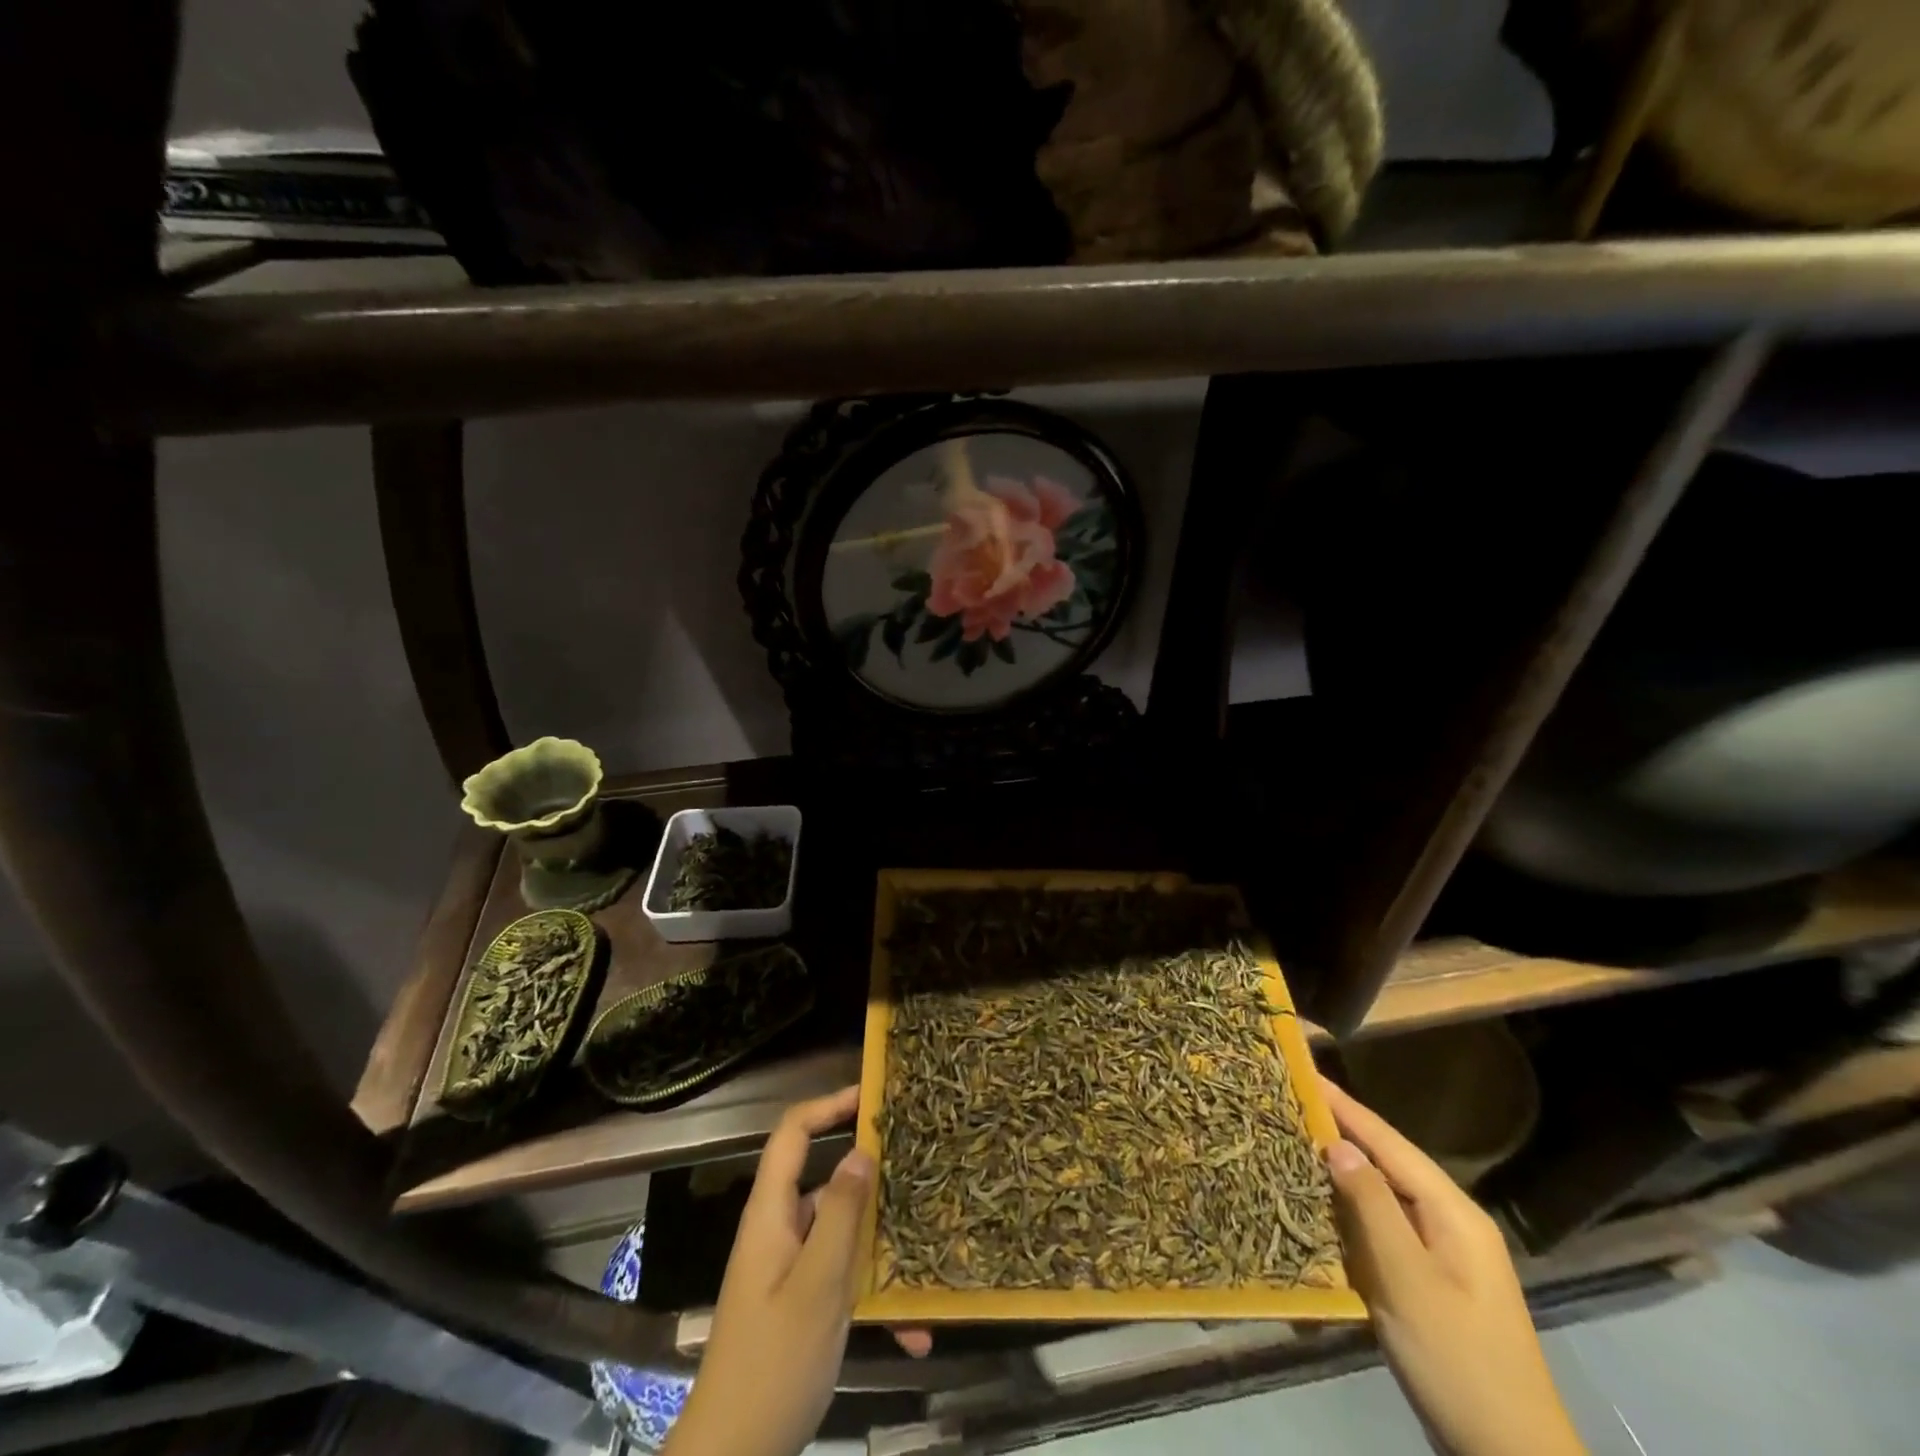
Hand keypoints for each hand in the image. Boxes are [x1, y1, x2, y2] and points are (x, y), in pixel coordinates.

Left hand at [664, 1088, 929, 1455]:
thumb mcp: (816, 1288)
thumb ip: (839, 1216)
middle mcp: (779, 1231)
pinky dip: (874, 1296)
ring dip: (881, 1246)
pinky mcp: (800, 1303)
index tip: (873, 1097)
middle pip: (825, 1179)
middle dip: (871, 1177)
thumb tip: (862, 1150)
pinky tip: (913, 1332)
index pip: (793, 1133)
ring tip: (928, 1252)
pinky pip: (843, 1279)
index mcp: (771, 1215)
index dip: (828, 1105)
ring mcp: (789, 1269)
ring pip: (841, 1233)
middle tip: (919, 1169)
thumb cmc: (772, 1366)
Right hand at [1322, 1077, 1584, 1455]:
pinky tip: (1320, 1203)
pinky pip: (1384, 1228)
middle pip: (1387, 1162)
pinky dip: (1350, 1210)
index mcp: (1452, 1211)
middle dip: (1340, 1131)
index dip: (1345, 1106)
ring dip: (1341, 1169)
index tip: (1303, 1073)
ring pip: (1383, 1195)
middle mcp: (1450, 1221)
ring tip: (1294, 1140)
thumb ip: (1372, 1206)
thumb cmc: (1457, 1359)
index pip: (1388, 1142)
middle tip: (1289, 1103)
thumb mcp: (1409, 1280)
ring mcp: (1442, 1253)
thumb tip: (1338, 1143)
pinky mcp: (1429, 1281)